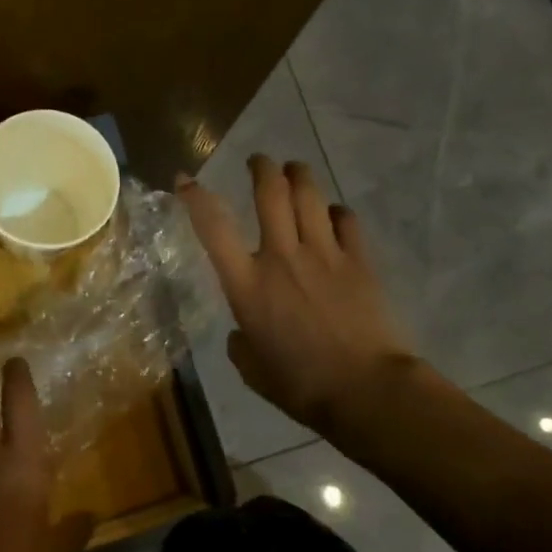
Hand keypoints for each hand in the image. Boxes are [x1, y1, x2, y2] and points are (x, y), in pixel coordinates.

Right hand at [179, 156, 412, 431]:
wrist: (365, 389)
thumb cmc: (300, 385)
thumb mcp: (252, 370)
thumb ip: (241, 344)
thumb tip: (244, 333)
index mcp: (247, 284)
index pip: (213, 227)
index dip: (195, 197)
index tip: (185, 180)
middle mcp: (282, 257)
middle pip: (270, 192)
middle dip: (262, 168)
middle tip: (259, 161)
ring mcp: (324, 254)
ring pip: (309, 195)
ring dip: (299, 175)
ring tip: (294, 170)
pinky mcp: (359, 261)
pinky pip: (346, 220)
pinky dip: (336, 212)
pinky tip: (333, 216)